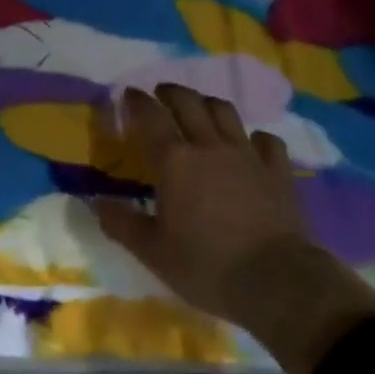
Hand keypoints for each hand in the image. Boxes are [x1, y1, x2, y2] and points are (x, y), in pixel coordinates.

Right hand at [90, 85, 374, 373]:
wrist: (276, 280)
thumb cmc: (206, 266)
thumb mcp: (152, 251)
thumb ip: (122, 223)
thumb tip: (96, 203)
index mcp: (174, 161)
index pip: (151, 117)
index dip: (137, 102)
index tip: (129, 93)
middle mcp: (209, 146)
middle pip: (189, 103)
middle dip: (171, 92)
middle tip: (161, 93)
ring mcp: (247, 155)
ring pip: (225, 112)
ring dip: (208, 103)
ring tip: (200, 108)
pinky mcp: (278, 171)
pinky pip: (266, 141)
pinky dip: (254, 137)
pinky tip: (250, 144)